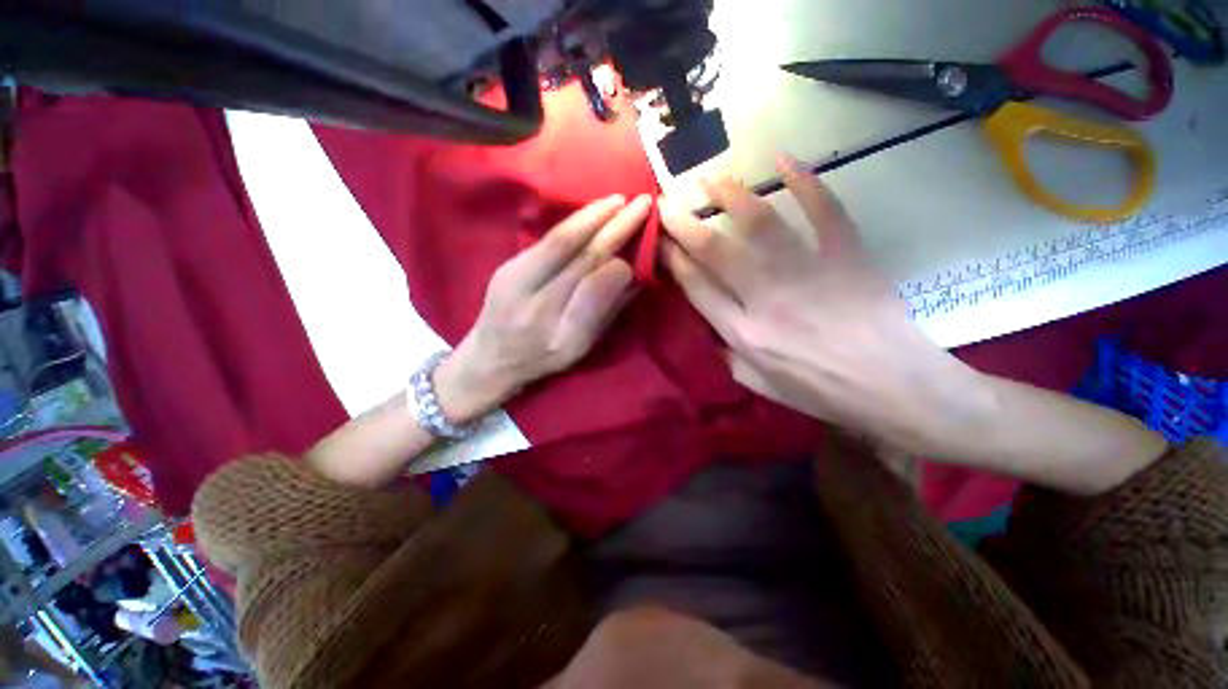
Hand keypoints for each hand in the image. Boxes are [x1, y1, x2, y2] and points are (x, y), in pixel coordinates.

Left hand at [437, 193, 652, 422]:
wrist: (490, 356)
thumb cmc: (543, 358)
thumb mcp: (581, 347)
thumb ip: (607, 312)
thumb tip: (635, 277)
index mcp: (560, 336)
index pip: (592, 292)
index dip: (618, 269)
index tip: (639, 253)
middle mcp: (535, 307)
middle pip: (579, 258)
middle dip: (614, 229)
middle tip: (641, 203)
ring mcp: (515, 281)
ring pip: (560, 241)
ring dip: (593, 216)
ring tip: (619, 200)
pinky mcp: (507, 266)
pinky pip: (547, 238)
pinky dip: (574, 222)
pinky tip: (591, 211)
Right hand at [659, 156, 984, 455]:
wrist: (894, 387)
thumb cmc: (822, 392)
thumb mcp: (760, 386)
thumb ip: (728, 356)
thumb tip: (709, 329)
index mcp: (744, 333)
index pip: (697, 287)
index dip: (673, 259)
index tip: (659, 240)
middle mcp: (766, 298)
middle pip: (716, 251)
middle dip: (685, 223)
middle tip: (667, 201)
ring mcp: (808, 273)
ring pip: (761, 224)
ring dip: (731, 196)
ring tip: (710, 179)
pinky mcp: (846, 255)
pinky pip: (825, 210)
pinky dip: (807, 181)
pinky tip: (785, 159)